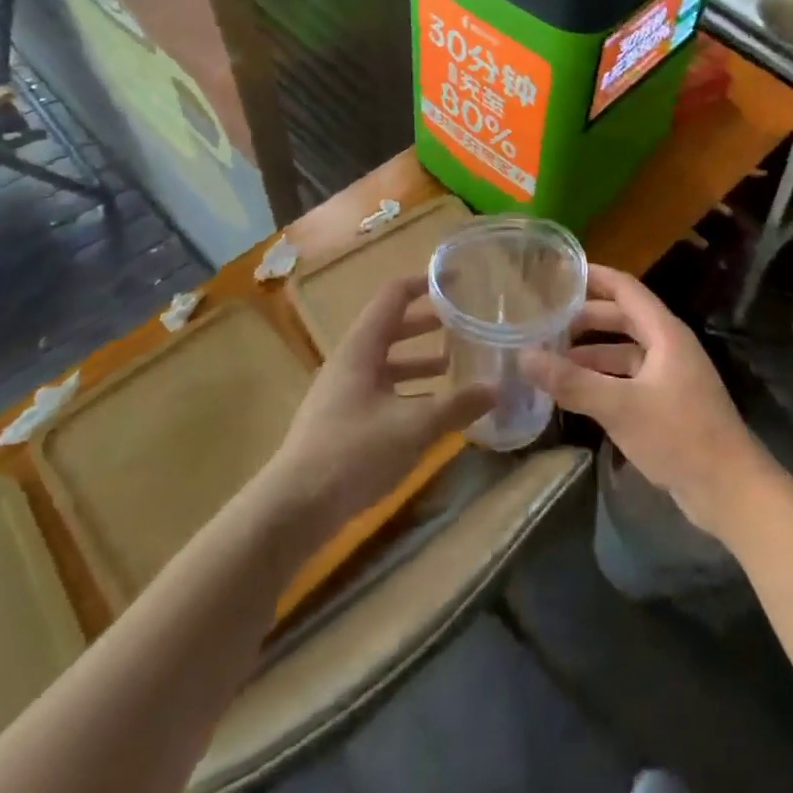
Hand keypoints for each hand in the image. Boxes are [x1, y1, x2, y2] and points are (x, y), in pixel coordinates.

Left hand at [268, 275, 492, 532]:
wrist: (292, 510)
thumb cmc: (354, 453)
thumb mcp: (414, 426)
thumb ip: (458, 405)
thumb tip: (499, 388)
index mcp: (361, 347)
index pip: (394, 296)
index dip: (425, 283)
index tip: (457, 281)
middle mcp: (350, 361)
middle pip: (391, 327)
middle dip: (427, 324)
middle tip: (463, 323)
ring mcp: (342, 392)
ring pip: (386, 362)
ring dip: (419, 360)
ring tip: (454, 365)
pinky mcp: (341, 422)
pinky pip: (380, 390)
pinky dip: (407, 390)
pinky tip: (430, 412)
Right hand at [522, 264, 775, 542]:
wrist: (730, 491)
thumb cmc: (679, 436)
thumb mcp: (620, 407)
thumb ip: (572, 382)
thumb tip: (524, 356)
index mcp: (665, 332)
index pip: (625, 288)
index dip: (594, 276)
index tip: (559, 271)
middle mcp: (669, 345)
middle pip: (623, 318)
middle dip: (586, 317)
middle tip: (545, 317)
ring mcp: (670, 375)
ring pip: (625, 351)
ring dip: (592, 351)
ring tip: (551, 355)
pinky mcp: (668, 403)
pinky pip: (629, 377)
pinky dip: (603, 377)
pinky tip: (576, 391)